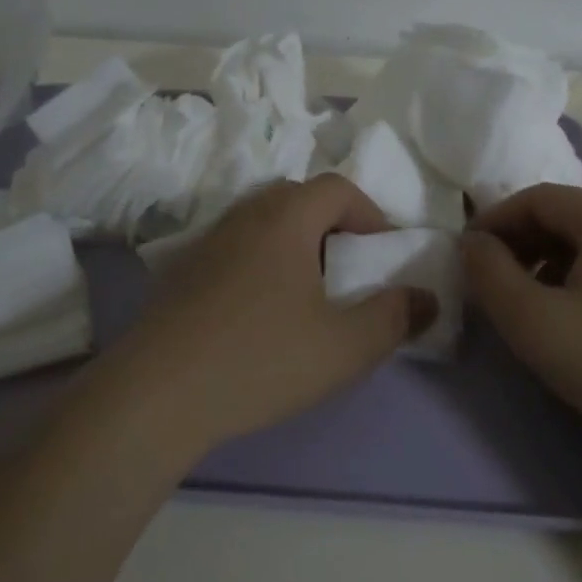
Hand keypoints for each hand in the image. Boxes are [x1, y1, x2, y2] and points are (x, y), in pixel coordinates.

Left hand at [111, 175, 438, 455]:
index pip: (337, 187)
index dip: (369, 211)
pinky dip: (259, 262)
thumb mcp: (344, 347)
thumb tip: (426, 298)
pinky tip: (258, 312)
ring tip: (306, 291)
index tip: (382, 252)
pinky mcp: (181, 272)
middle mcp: (244, 216)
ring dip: (293, 243)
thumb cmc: (261, 358)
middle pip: (297, 197)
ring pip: (262, 222)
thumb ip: (394, 318)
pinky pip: (234, 248)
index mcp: (286, 218)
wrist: (156, 393)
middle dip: (331, 224)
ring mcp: (207, 241)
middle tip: (346, 267)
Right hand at [461, 185, 581, 466]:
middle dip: (519, 244)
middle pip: (564, 215)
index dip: (494, 222)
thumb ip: (489, 274)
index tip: (467, 258)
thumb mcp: (534, 322)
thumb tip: (473, 243)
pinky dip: (578, 278)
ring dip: (546, 262)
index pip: (536, 198)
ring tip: (528, 305)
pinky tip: (572, 318)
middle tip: (492, 284)